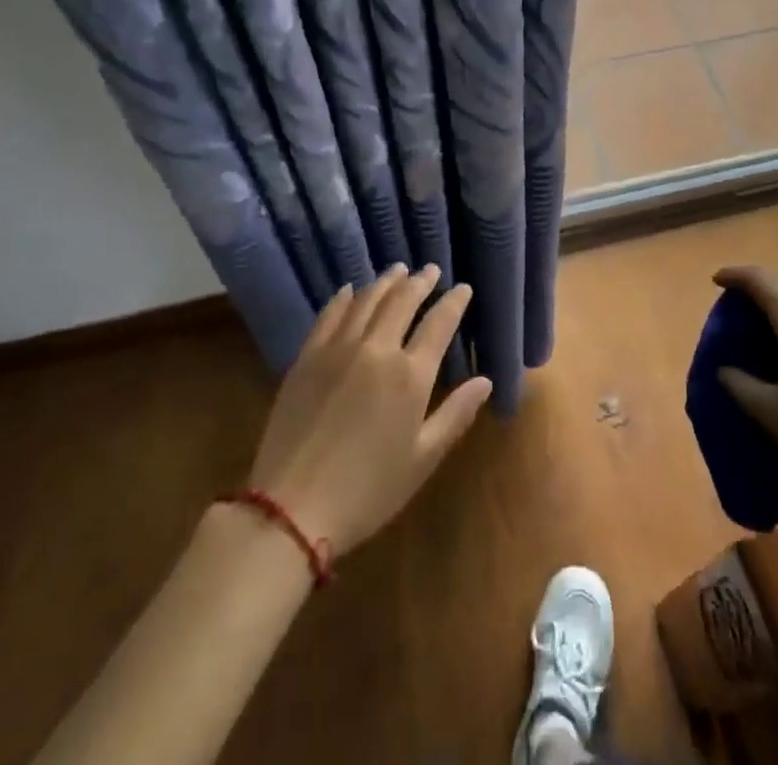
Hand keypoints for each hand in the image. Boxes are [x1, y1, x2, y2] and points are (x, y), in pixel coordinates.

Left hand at [246, 265, 492, 554]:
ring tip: (398, 271)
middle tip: (431, 270)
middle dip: (420, 282)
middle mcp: (377, 349)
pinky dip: (344, 297)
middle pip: (402, 301)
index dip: (454, 302)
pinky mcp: (307, 357)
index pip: (439, 323)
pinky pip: (329, 314)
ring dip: (386, 282)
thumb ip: (456, 414)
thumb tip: (486, 381)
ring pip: (367, 300)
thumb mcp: (422, 458)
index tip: (463, 288)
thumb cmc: (368, 490)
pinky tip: (350, 290)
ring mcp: (338, 349)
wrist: (292, 507)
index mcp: (410, 375)